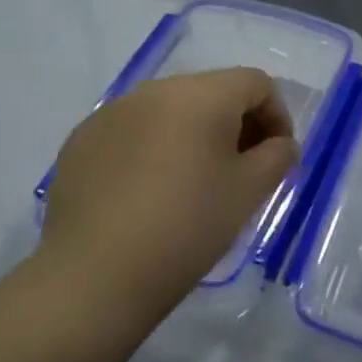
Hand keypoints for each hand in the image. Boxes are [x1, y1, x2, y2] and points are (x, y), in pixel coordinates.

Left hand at [38, 68, 296, 337]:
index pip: (256, 84)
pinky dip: (154, 147)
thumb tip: (279, 144)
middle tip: (243, 169)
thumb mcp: (251, 191)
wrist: (94, 277)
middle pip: (213, 91)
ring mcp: (112, 112)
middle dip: (236, 124)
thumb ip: (278, 155)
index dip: (277, 116)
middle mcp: (156, 90)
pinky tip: (150, 191)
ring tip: (195, 180)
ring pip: (171, 110)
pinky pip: (134, 130)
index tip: (277, 156)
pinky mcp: (82, 140)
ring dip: (194, 134)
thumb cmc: (188, 226)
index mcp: (203, 95)